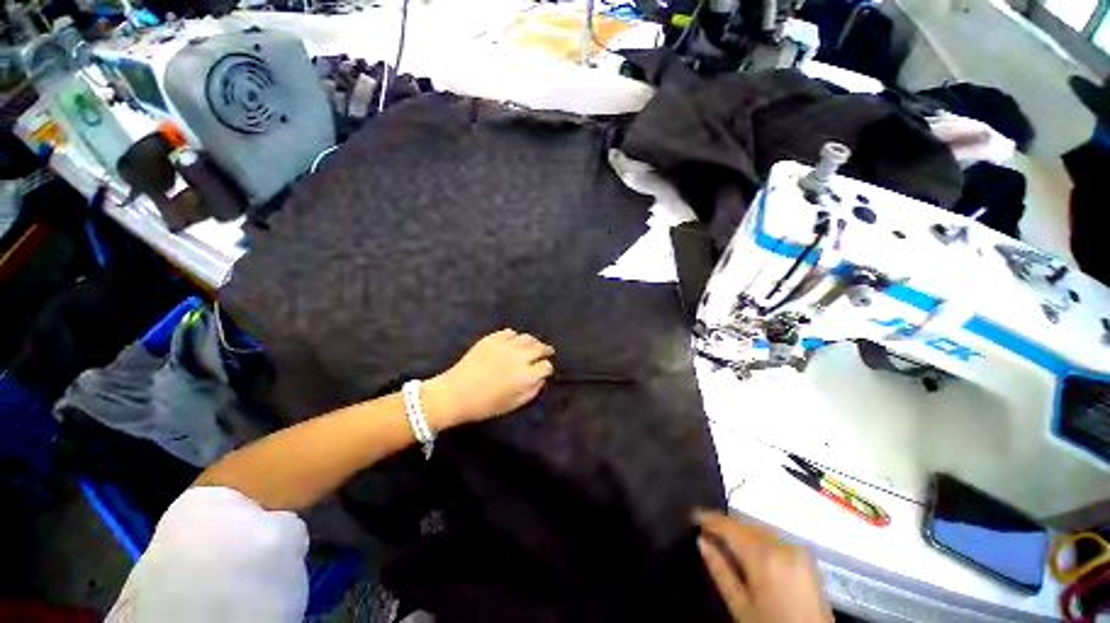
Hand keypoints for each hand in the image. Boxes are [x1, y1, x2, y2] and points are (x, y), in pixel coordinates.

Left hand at [424, 329, 554, 429]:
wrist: (455, 393)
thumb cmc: (486, 404)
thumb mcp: (514, 404)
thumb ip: (532, 391)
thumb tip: (541, 379)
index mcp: (526, 375)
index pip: (546, 366)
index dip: (547, 369)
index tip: (544, 371)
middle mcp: (520, 356)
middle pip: (540, 347)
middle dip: (545, 351)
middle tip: (546, 353)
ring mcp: (506, 345)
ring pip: (527, 337)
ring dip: (532, 342)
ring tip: (532, 346)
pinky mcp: (492, 338)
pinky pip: (510, 332)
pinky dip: (515, 337)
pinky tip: (513, 343)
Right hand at [695, 510, 832, 622]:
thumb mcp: (740, 606)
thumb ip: (720, 571)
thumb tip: (700, 540)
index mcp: (763, 558)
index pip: (730, 527)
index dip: (709, 518)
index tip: (692, 515)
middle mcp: (781, 545)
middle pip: (745, 523)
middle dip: (724, 523)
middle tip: (706, 527)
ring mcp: (796, 547)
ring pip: (759, 526)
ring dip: (740, 528)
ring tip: (724, 536)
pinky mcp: (805, 553)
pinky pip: (773, 534)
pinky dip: (757, 534)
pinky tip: (748, 545)